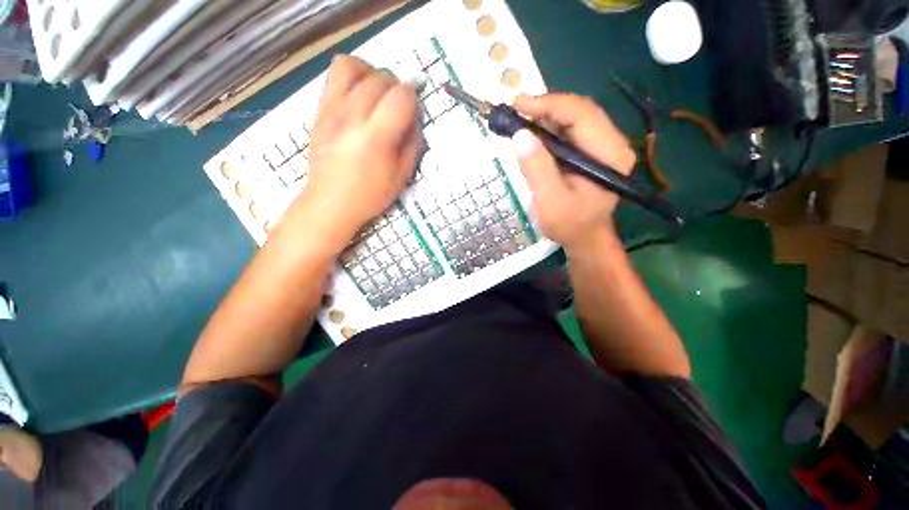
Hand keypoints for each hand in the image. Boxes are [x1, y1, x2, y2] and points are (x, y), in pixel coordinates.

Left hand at [285, 55, 418, 251]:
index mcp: (376, 137)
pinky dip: (352, 74)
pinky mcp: (320, 108)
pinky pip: (334, 73)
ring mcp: (332, 109)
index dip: (413, 99)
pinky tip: (359, 94)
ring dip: (372, 73)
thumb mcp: (402, 176)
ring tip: (377, 93)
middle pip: (380, 78)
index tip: (413, 112)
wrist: (330, 202)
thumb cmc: (370, 195)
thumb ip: (412, 143)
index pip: (401, 96)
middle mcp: (352, 115)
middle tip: (398, 109)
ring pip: (354, 65)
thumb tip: (414, 117)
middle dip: (397, 88)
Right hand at [511, 94, 635, 251]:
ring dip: (545, 116)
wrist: (584, 237)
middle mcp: (611, 143)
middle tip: (515, 112)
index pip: (581, 114)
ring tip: (519, 121)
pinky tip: (532, 133)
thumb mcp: (550, 202)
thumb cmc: (569, 225)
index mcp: (608, 154)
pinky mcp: (590, 151)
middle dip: (545, 107)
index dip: (549, 104)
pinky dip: (548, 127)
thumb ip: (537, 170)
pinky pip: (569, 130)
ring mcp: (602, 146)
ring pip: (573, 117)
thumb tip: (520, 135)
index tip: (518, 105)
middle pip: (579, 111)